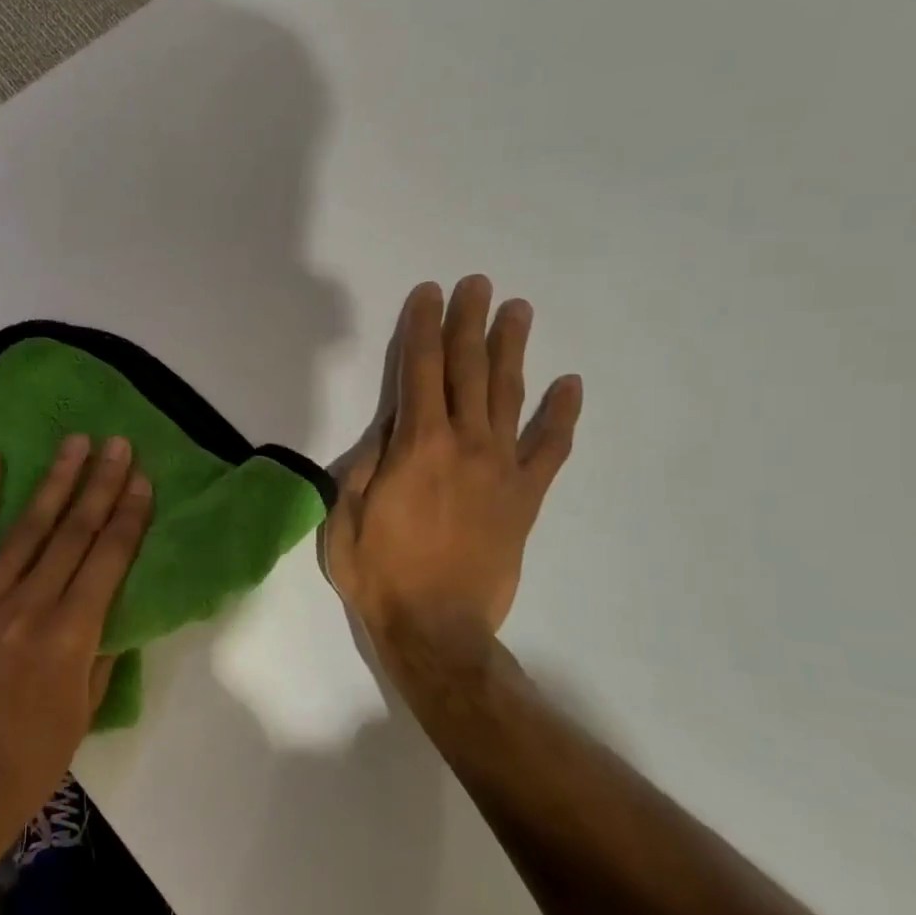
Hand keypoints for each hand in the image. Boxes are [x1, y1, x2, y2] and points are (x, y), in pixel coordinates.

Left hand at [0, 435, 152, 861]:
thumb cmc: (28, 761)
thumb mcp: (84, 711)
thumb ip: (101, 649)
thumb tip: (110, 600)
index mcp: (71, 638)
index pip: (108, 559)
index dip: (129, 515)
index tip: (142, 478)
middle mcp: (28, 608)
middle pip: (73, 532)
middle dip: (101, 484)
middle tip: (118, 443)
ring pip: (26, 528)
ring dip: (55, 480)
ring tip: (76, 442)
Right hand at [324, 276, 580, 681]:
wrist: (437, 630)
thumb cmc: (379, 573)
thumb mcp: (346, 514)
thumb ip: (368, 463)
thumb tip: (390, 425)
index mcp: (416, 445)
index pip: (419, 370)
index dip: (422, 328)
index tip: (429, 294)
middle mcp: (463, 444)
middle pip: (467, 370)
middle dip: (468, 323)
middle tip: (477, 284)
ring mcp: (501, 468)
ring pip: (508, 396)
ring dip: (511, 350)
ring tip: (517, 312)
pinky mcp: (525, 497)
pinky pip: (549, 448)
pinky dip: (560, 415)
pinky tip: (569, 385)